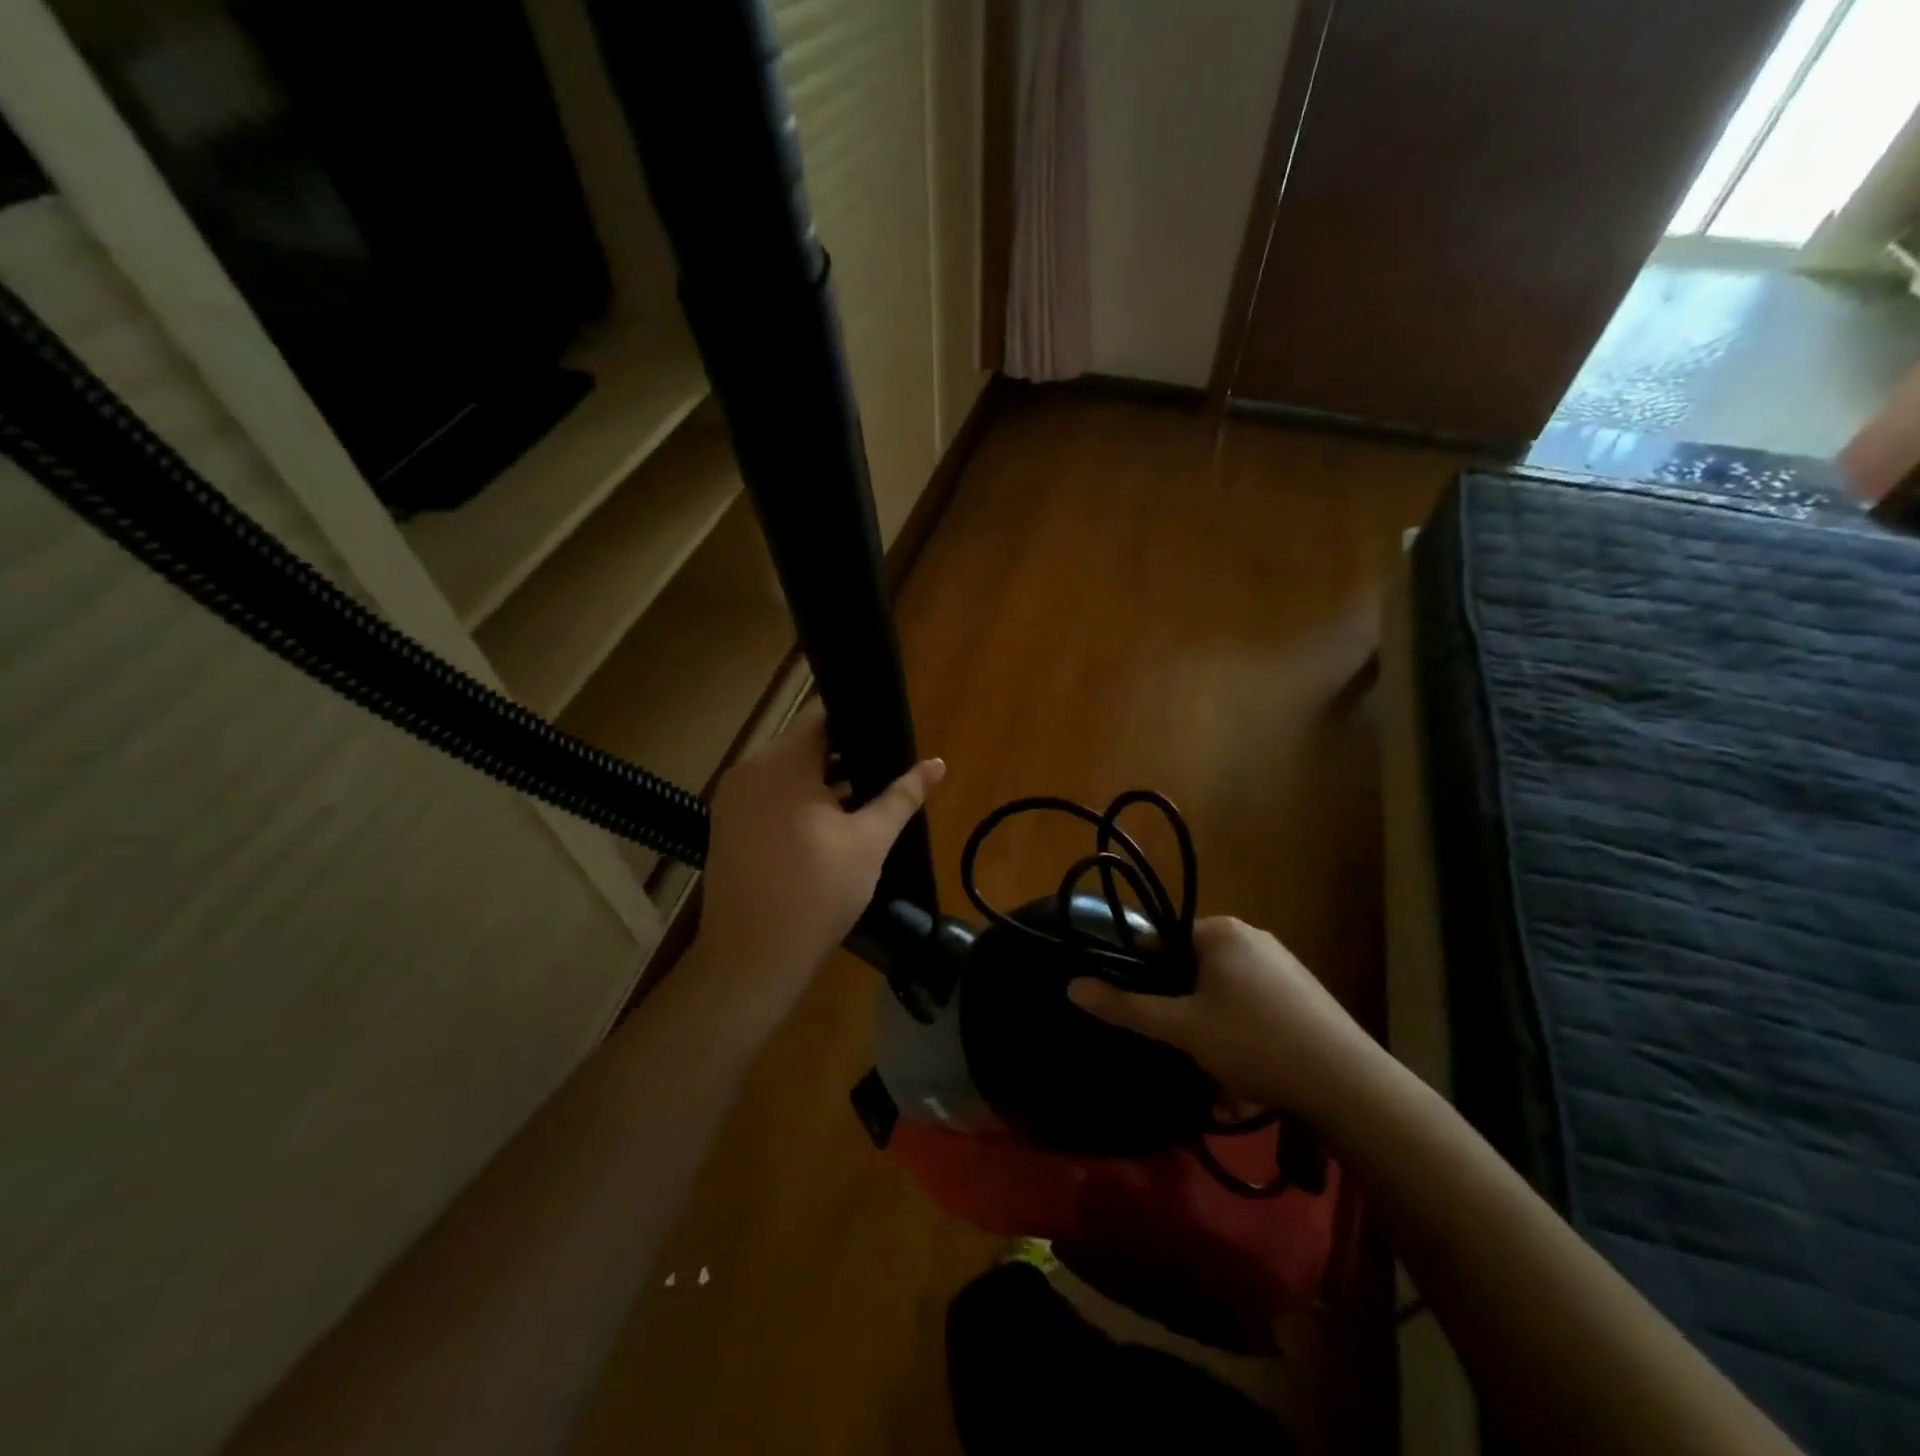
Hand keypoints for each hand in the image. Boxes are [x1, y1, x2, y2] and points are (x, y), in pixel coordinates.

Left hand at [695, 700, 943, 1015]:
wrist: (753, 960)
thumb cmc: (817, 892)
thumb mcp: (869, 841)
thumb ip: (902, 796)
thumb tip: (937, 763)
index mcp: (781, 763)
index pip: (820, 716)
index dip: (857, 719)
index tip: (886, 732)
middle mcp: (749, 771)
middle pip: (802, 744)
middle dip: (844, 754)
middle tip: (884, 771)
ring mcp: (731, 801)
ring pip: (785, 774)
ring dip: (821, 781)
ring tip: (863, 798)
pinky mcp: (726, 829)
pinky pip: (768, 798)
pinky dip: (796, 801)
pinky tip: (828, 825)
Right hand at [1068, 917, 1381, 1120]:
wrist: (1347, 1084)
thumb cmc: (1253, 1042)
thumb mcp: (1181, 1028)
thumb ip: (1126, 1007)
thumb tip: (1072, 986)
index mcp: (1220, 931)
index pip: (1163, 940)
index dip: (1147, 975)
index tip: (1148, 1013)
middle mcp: (1252, 936)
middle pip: (1194, 967)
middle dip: (1183, 1009)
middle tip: (1181, 1047)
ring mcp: (1284, 964)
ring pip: (1226, 992)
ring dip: (1212, 1028)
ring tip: (1217, 1074)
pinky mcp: (1305, 994)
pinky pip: (1256, 1006)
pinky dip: (1243, 1033)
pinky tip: (1249, 1075)